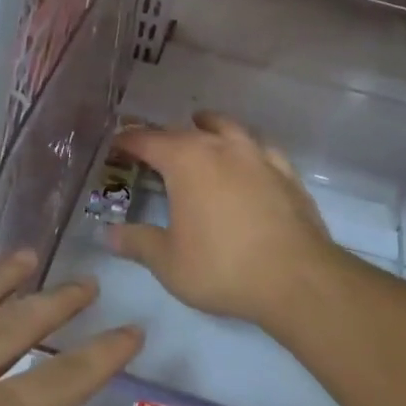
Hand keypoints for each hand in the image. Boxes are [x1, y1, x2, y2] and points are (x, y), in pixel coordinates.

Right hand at [108, 113, 342, 328]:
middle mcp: (221, 147)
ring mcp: (258, 156)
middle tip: (151, 148)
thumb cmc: (222, 267)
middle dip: (164, 136)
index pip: (148, 141)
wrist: (296, 278)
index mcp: (186, 161)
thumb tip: (109, 234)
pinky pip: (260, 148)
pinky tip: (248, 159)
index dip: (128, 141)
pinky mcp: (286, 172)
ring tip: (200, 128)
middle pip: (186, 131)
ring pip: (227, 127)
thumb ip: (138, 243)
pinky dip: (246, 147)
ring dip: (209, 126)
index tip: (116, 145)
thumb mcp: (169, 262)